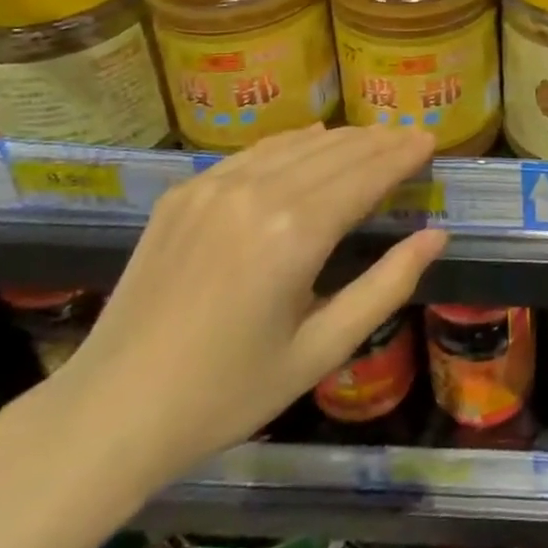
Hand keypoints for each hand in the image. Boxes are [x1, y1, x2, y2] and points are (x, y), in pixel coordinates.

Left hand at [38, 124, 443, 487]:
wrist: (111, 412)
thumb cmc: (227, 393)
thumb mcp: (320, 351)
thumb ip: (386, 287)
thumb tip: (436, 236)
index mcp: (295, 234)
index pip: (366, 175)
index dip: (402, 154)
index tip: (430, 139)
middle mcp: (257, 193)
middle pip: (336, 151)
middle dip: (380, 140)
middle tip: (411, 135)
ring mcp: (215, 185)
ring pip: (296, 143)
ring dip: (341, 138)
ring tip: (373, 137)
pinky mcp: (185, 191)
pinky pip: (255, 152)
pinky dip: (293, 143)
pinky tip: (311, 140)